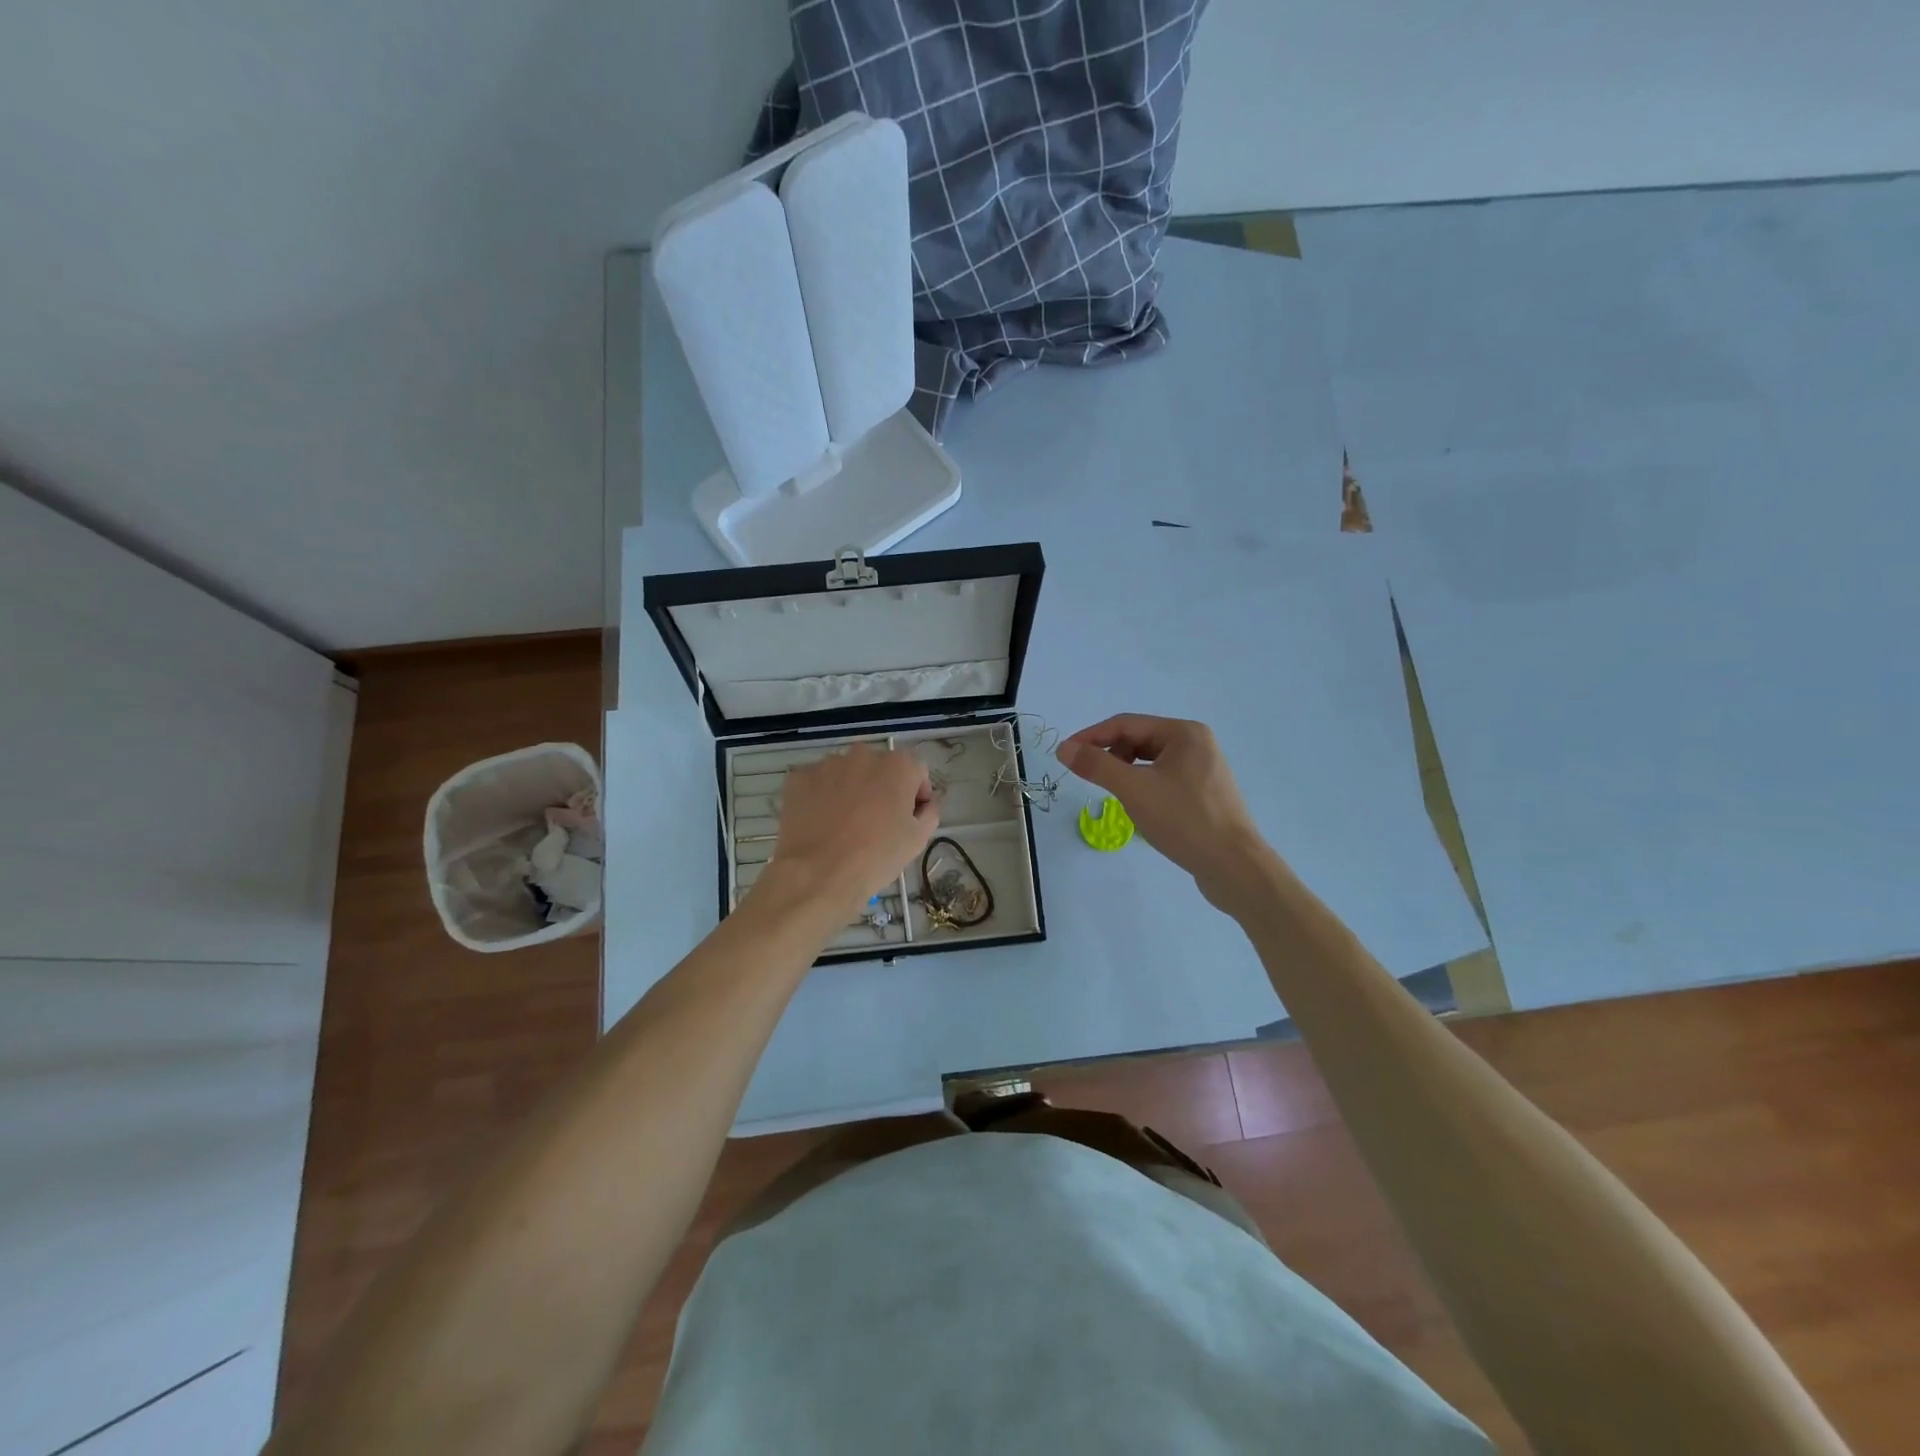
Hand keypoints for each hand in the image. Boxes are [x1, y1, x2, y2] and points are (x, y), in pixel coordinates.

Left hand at [763, 745, 938, 924]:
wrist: (820, 874)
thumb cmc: (877, 856)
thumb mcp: (918, 838)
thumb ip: (930, 811)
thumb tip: (928, 801)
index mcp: (898, 765)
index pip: (916, 771)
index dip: (916, 794)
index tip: (909, 817)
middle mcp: (863, 754)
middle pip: (879, 768)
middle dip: (881, 787)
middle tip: (877, 820)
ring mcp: (827, 764)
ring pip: (846, 773)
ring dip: (850, 789)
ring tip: (845, 823)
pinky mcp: (799, 777)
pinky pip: (817, 782)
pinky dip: (821, 796)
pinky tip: (821, 822)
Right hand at [1059, 715, 1278, 909]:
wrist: (1234, 866)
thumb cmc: (1184, 820)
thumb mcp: (1134, 790)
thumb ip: (1097, 765)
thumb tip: (1065, 748)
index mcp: (1184, 733)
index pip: (1126, 724)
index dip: (1091, 737)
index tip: (1064, 754)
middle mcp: (1196, 744)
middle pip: (1139, 740)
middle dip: (1110, 755)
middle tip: (1088, 776)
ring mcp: (1203, 769)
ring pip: (1150, 762)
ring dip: (1126, 772)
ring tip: (1114, 794)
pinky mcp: (1204, 793)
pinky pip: (1164, 779)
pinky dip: (1143, 786)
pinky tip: (1139, 807)